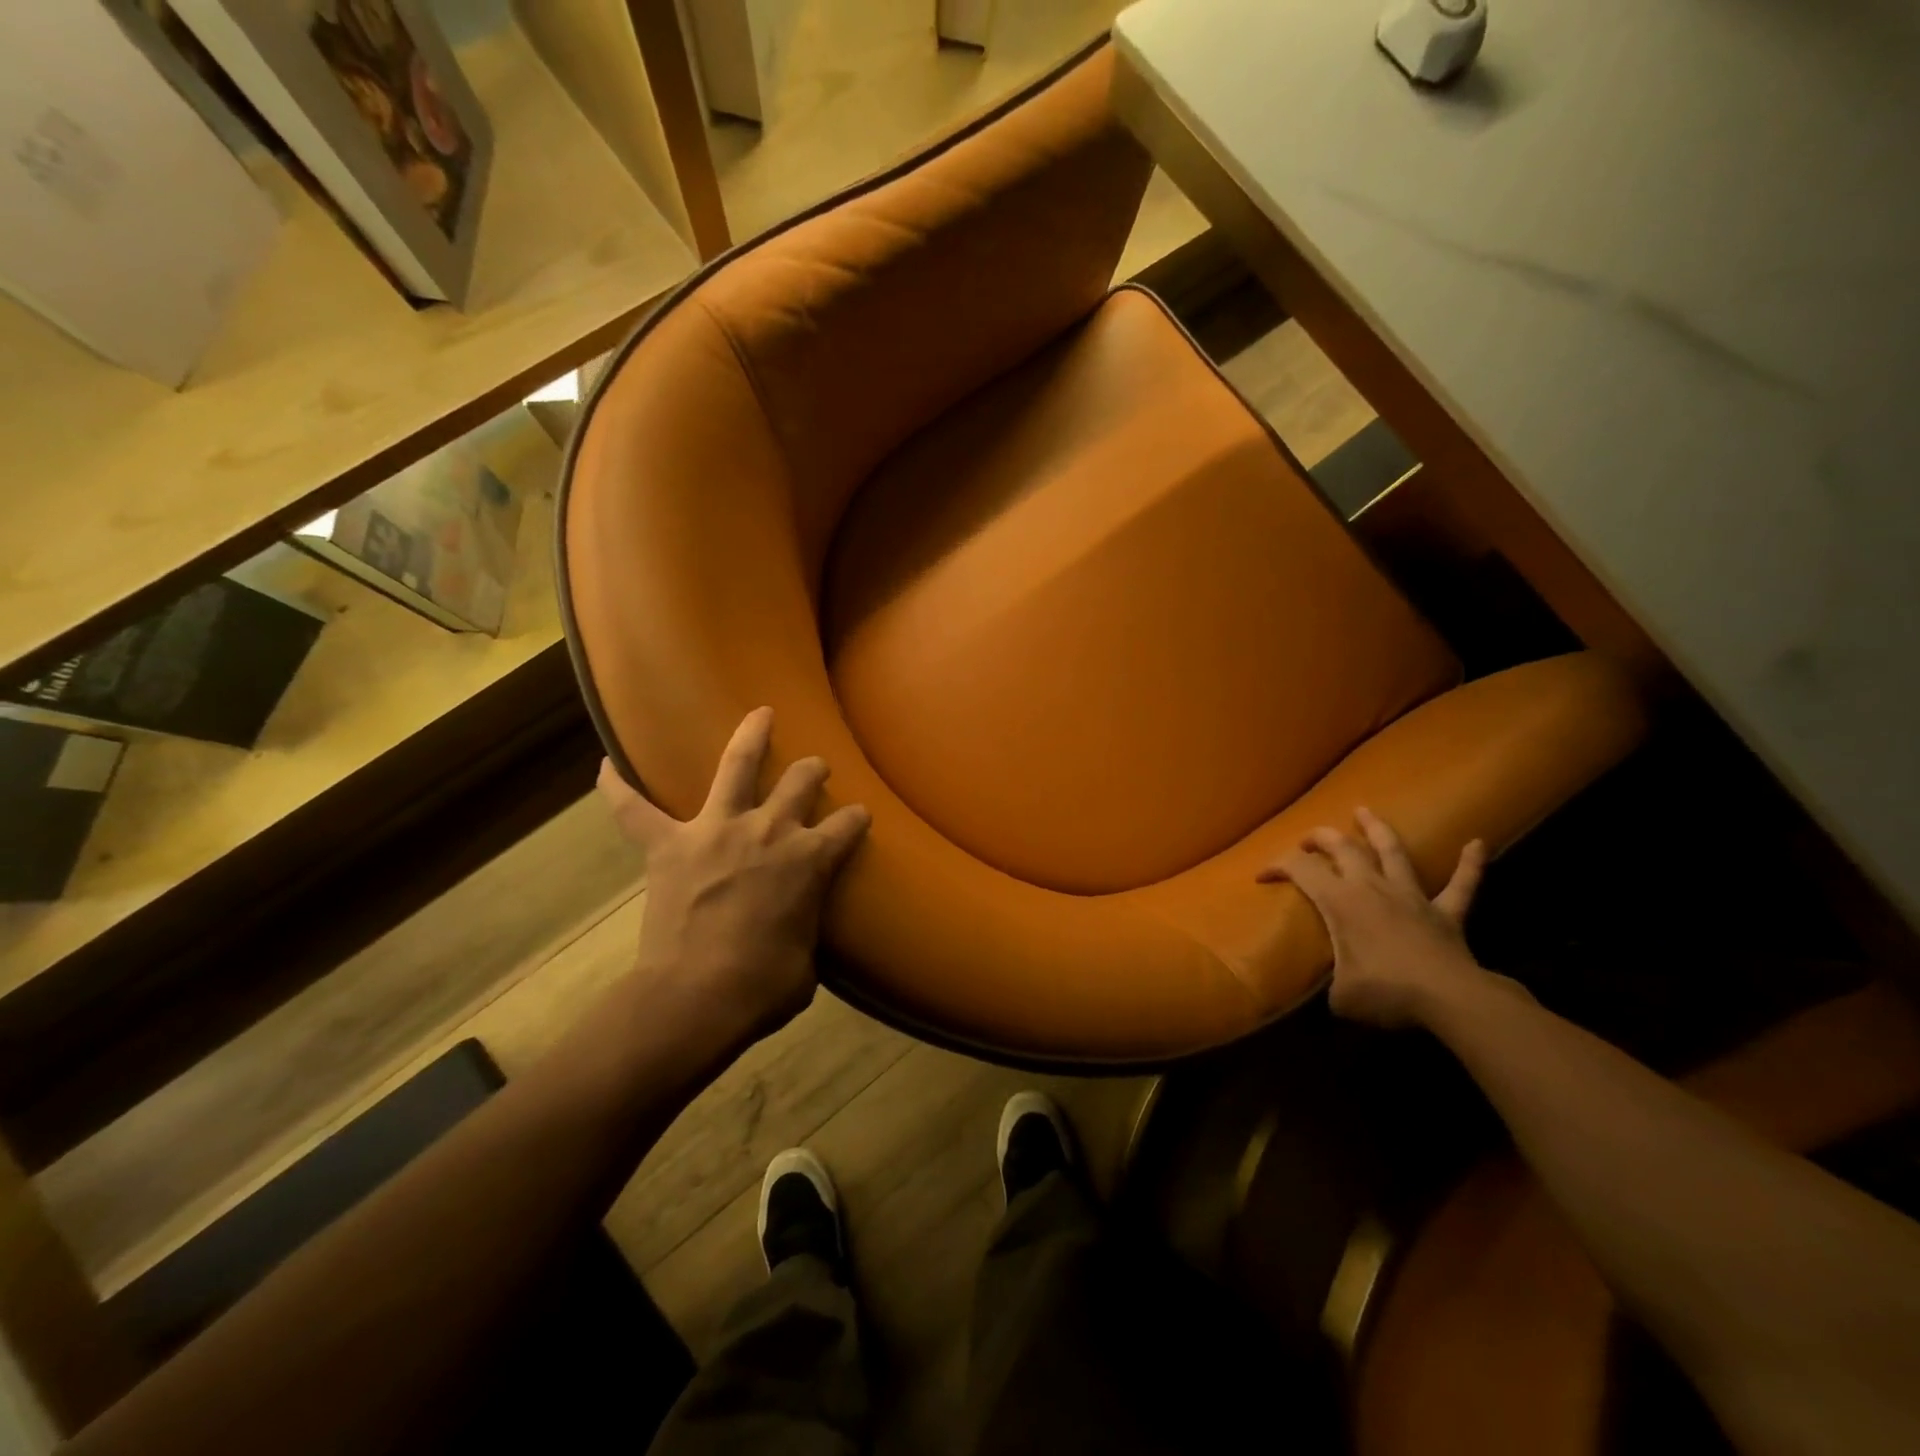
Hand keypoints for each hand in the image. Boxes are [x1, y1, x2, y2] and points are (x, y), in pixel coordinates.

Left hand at [598, 707, 870, 1052]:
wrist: (696, 999)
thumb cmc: (763, 987)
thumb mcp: (808, 962)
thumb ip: (807, 928)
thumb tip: (799, 929)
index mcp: (810, 860)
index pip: (848, 825)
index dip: (856, 820)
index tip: (857, 819)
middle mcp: (769, 831)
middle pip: (800, 782)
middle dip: (812, 772)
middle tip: (814, 770)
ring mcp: (715, 831)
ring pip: (737, 766)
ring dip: (751, 736)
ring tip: (760, 714)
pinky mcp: (668, 846)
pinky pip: (633, 809)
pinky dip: (617, 787)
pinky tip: (606, 764)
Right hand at [1258, 807, 1488, 1028]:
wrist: (1450, 998)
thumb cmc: (1386, 991)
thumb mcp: (1341, 996)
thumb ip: (1334, 985)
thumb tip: (1336, 992)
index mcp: (1340, 901)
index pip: (1300, 869)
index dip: (1277, 866)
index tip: (1262, 877)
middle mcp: (1372, 888)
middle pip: (1343, 848)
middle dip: (1321, 838)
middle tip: (1308, 840)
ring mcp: (1412, 896)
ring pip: (1393, 851)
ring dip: (1377, 829)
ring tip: (1364, 810)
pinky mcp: (1447, 913)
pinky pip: (1461, 885)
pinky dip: (1469, 864)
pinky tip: (1477, 844)